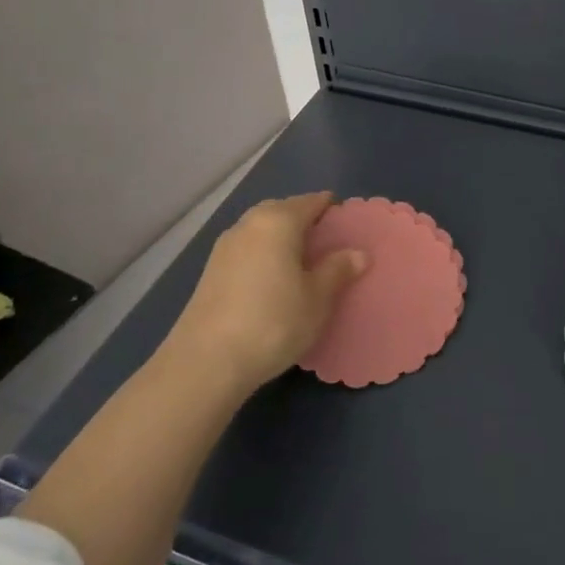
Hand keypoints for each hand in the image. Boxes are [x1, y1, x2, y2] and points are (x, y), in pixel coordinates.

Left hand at [164, 192, 367, 394]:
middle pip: (284, 210)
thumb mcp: (318, 298)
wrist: (206, 363)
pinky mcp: (210, 271)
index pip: (313, 201)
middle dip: (306, 222)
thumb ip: (338, 270)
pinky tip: (273, 283)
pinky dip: (264, 256)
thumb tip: (358, 253)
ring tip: (302, 267)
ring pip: (262, 230)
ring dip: (282, 240)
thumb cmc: (273, 322)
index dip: (333, 211)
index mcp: (279, 220)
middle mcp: (249, 224)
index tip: (349, 231)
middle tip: (328, 248)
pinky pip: (247, 250)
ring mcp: (225, 247)